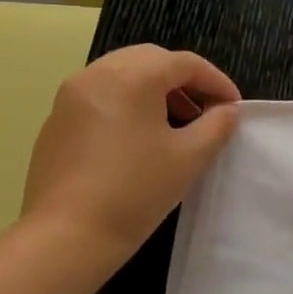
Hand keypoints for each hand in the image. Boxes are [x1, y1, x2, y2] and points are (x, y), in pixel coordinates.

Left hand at [21, 45, 240, 260]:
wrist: (68, 234)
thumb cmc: (138, 189)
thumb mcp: (191, 155)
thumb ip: (217, 125)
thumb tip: (226, 110)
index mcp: (131, 78)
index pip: (185, 63)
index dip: (217, 81)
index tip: (234, 107)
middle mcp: (95, 76)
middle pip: (151, 60)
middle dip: (185, 79)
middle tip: (207, 109)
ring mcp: (70, 97)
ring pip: (124, 74)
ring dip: (157, 89)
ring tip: (178, 123)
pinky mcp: (57, 122)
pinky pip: (102, 95)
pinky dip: (130, 102)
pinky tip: (143, 138)